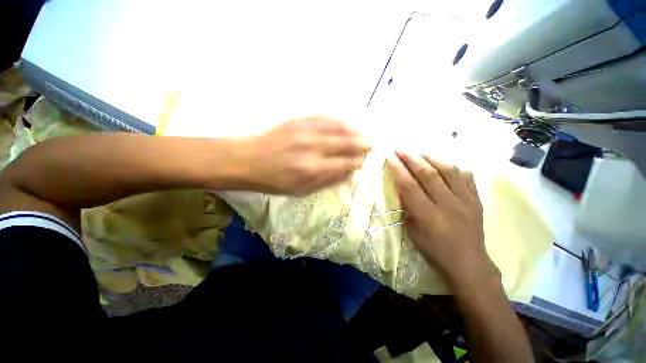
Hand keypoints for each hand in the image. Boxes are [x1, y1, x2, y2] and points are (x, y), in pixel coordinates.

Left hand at [236, 116, 370, 194]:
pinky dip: (338, 121)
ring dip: (354, 131)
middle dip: (361, 145)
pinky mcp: (298, 121)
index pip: (345, 163)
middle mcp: (313, 148)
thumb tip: (348, 173)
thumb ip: (327, 181)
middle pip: (346, 143)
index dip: (358, 162)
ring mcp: (305, 131)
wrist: (248, 161)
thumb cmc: (275, 181)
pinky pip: (324, 118)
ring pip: (338, 128)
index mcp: (313, 169)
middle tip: (370, 147)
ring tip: (361, 135)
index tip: (365, 162)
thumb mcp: (301, 190)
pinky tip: (345, 124)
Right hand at [387, 151, 498, 288]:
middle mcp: (448, 205)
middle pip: (428, 174)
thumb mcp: (412, 231)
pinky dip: (452, 165)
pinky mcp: (476, 199)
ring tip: (418, 150)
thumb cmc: (434, 250)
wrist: (468, 263)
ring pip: (448, 170)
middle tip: (400, 148)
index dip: (398, 170)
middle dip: (411, 158)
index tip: (389, 157)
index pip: (410, 186)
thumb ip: (407, 207)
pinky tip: (442, 162)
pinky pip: (466, 175)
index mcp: (428, 216)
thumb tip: (401, 187)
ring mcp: (466, 200)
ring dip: (431, 157)